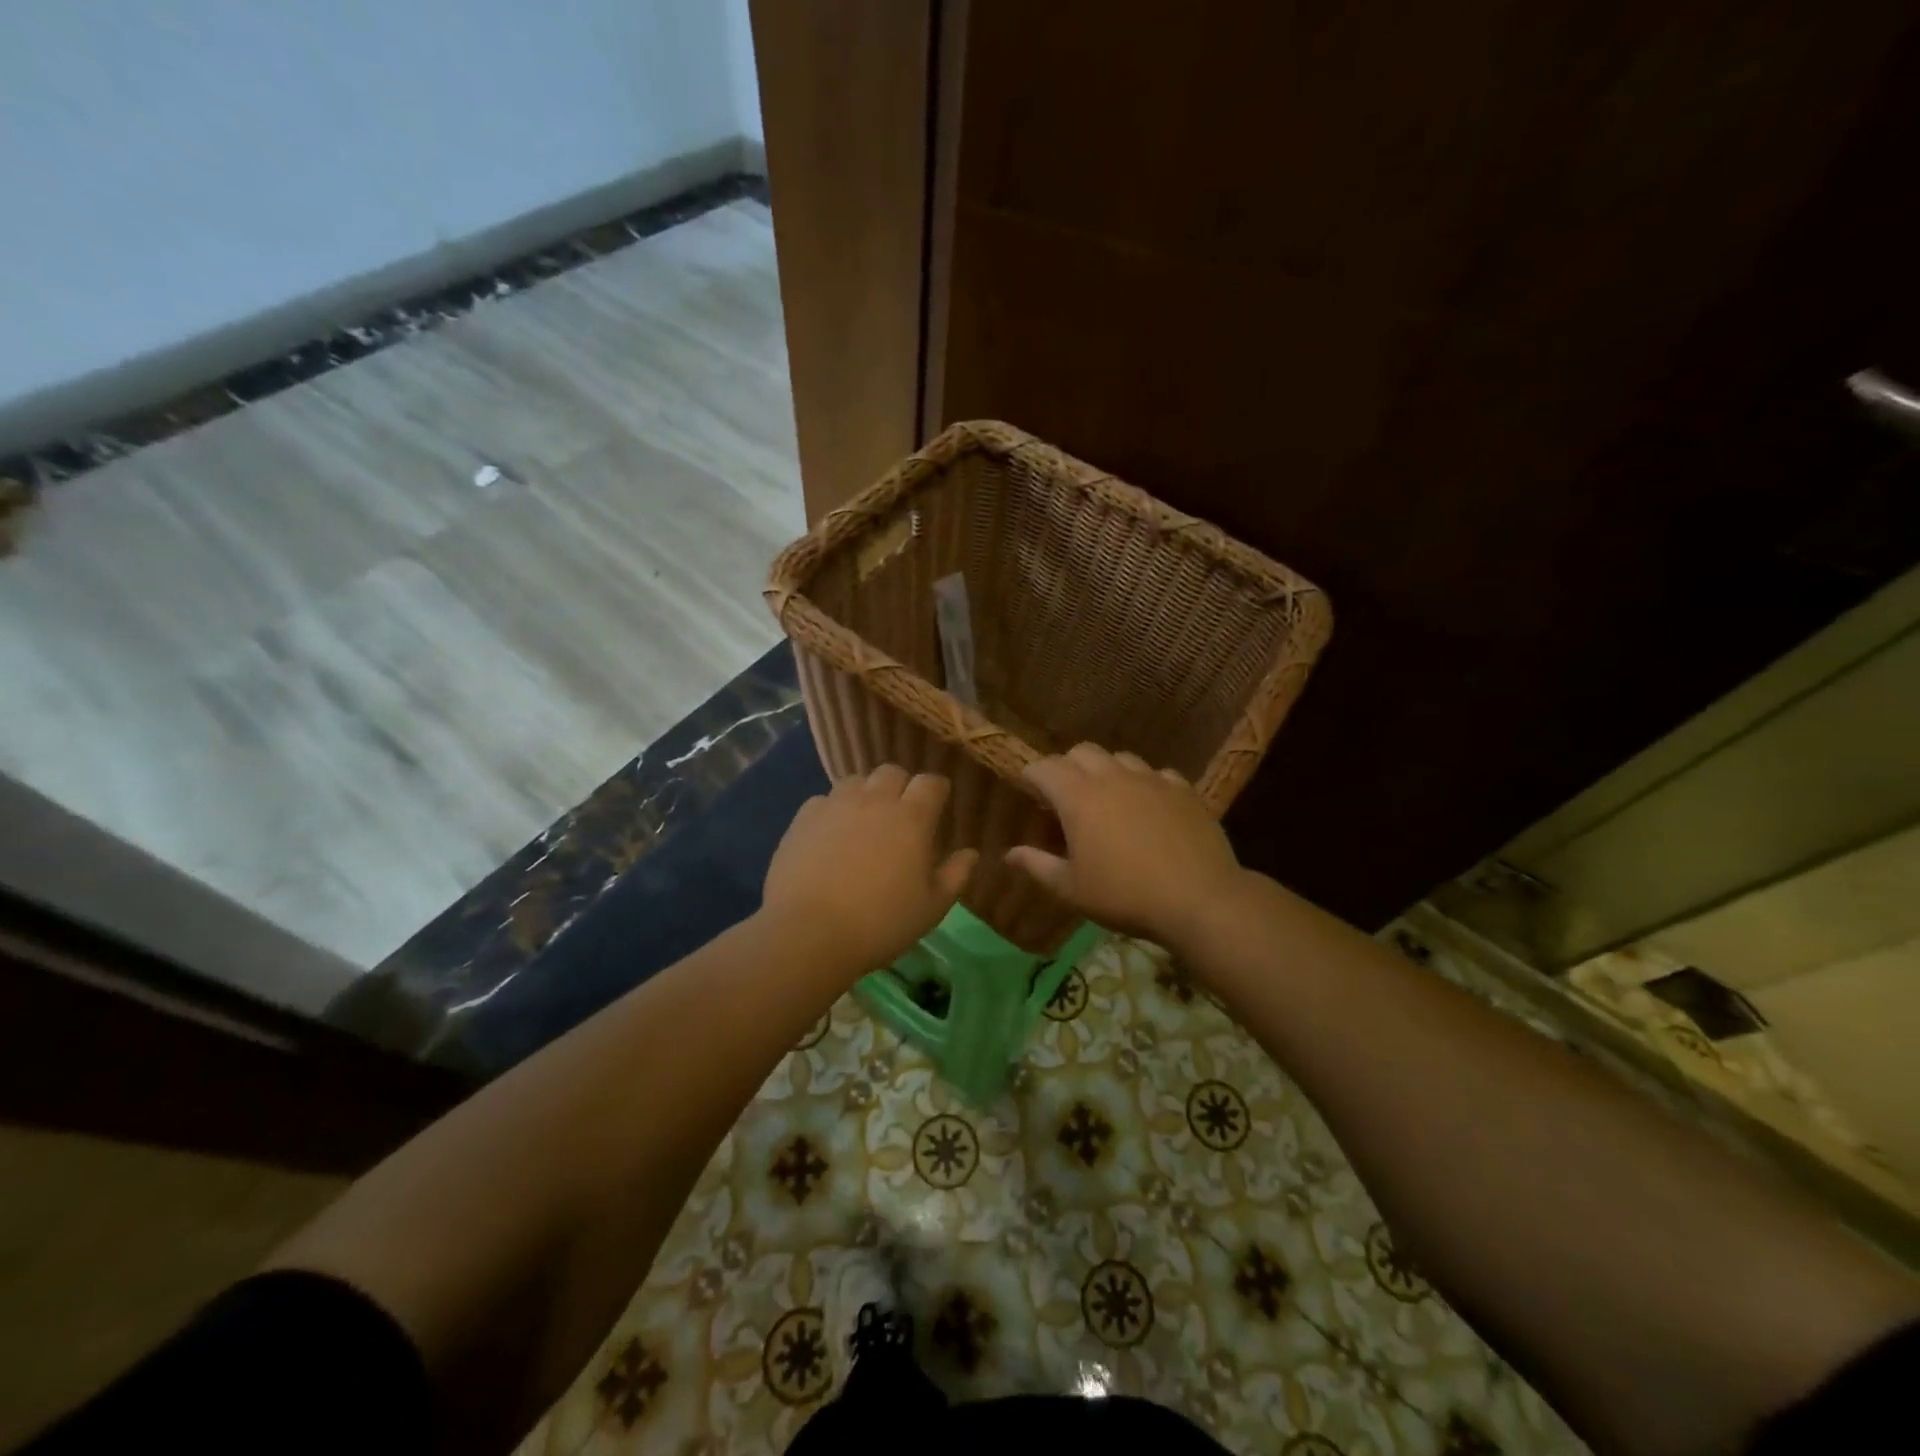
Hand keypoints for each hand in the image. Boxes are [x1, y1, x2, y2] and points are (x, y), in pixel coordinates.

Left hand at [762, 766, 976, 973]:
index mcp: (912, 818)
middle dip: (901, 786)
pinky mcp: (803, 818)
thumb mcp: (931, 907)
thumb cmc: (881, 923)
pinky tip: (830, 834)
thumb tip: (971, 853)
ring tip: (864, 819)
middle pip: (892, 772)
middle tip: (901, 814)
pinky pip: (823, 800)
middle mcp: (875, 800)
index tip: (938, 806)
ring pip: (855, 781)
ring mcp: (835, 806)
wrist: (810, 933)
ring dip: (865, 793)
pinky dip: (832, 810)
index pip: (931, 783)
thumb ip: (955, 875)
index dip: (936, 791)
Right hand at [1006, 743, 1246, 949]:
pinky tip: (1148, 806)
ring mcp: (1150, 779)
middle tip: (1065, 795)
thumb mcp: (1071, 889)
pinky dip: (1144, 783)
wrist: (1198, 899)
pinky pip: (1156, 773)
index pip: (1044, 767)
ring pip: (1120, 757)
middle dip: (1067, 766)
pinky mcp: (1182, 788)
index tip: (1029, 790)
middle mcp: (1112, 776)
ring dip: (1106, 770)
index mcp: (1078, 797)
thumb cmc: (1124, 896)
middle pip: (1081, 751)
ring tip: (1107, 798)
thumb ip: (1037, 865)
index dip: (1032, 775)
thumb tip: (1009, 854)